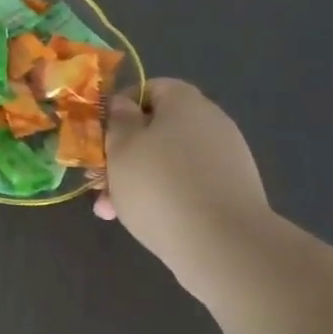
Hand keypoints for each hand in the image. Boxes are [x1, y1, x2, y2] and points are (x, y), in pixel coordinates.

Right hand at [94, 79, 268, 262]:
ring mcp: (227, 158)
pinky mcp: (233, 191)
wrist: (223, 245)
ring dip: (138, 179)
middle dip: (124, 153)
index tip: (100, 134)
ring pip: (169, 160)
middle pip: (158, 129)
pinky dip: (165, 195)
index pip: (151, 88)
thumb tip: (125, 105)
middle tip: (99, 181)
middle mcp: (211, 123)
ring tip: (112, 209)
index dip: (121, 107)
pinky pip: (188, 183)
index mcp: (185, 103)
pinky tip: (143, 220)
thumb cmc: (158, 185)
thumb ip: (118, 121)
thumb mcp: (121, 148)